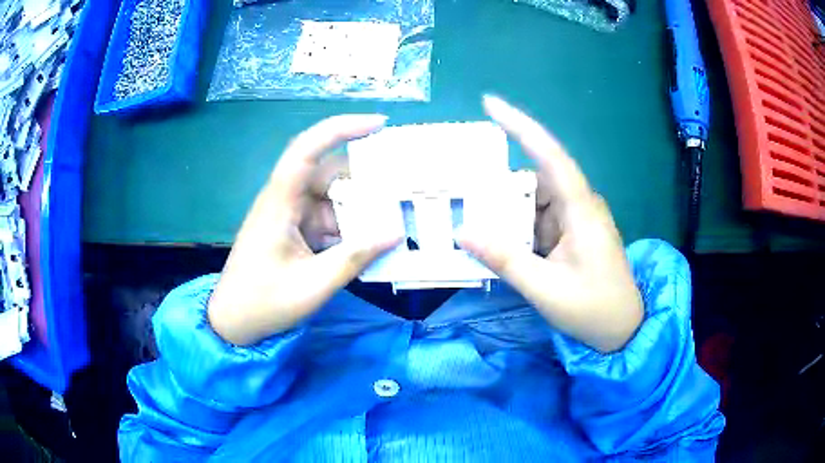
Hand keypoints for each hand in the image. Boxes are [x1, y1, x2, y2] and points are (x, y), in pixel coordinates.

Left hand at [208, 115, 400, 345]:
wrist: (234, 322)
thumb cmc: (264, 302)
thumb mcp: (312, 285)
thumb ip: (354, 258)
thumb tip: (395, 233)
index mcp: (280, 202)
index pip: (307, 149)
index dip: (342, 128)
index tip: (379, 124)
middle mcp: (285, 200)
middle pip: (328, 173)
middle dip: (365, 177)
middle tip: (404, 183)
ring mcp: (290, 215)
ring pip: (332, 198)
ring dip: (359, 207)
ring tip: (396, 215)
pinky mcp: (294, 231)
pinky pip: (328, 219)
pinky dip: (349, 227)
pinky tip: (371, 240)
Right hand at [459, 96, 642, 352]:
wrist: (622, 329)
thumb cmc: (592, 309)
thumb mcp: (546, 289)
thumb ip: (505, 259)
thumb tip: (462, 232)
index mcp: (581, 210)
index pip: (550, 156)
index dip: (521, 126)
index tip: (489, 103)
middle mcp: (579, 205)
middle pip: (534, 180)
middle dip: (499, 186)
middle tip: (461, 192)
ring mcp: (576, 219)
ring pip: (533, 202)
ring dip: (507, 213)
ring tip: (473, 221)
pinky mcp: (572, 233)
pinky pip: (538, 220)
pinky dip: (518, 228)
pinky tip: (498, 241)